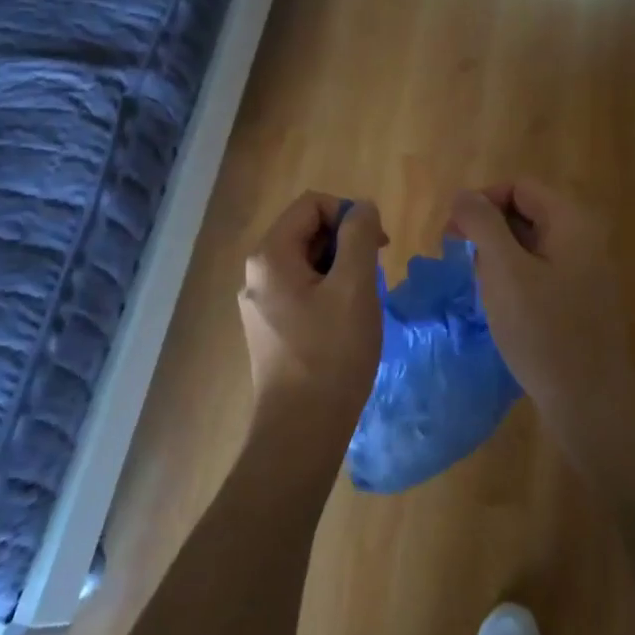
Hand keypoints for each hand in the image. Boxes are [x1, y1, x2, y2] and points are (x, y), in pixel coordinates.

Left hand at [238, 193, 387, 455]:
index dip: (348, 214)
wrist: (301, 430)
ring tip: (361, 304)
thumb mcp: (354, 287)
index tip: (377, 246)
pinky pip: (301, 292)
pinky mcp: (269, 329)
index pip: (312, 204)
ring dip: (340, 271)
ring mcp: (259, 304)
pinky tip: (345, 325)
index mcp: (270, 256)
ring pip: (307, 264)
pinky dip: (328, 294)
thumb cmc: (331, 354)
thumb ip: (360, 236)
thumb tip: (362, 208)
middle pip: (306, 232)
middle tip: (374, 277)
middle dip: (346, 244)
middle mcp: (256, 274)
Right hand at [448, 181, 634, 458]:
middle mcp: (584, 238)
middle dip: (487, 229)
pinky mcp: (579, 299)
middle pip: (526, 212)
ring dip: (498, 255)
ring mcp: (585, 270)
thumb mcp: (504, 271)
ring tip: (479, 285)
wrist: (589, 401)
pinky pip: (540, 270)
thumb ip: (482, 224)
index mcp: (571, 221)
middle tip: (459, 259)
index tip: (453, 235)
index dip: (481, 202)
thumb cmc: (543, 331)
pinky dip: (514, 277)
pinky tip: (500, 304)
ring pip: (530, 244)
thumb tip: (463, 195)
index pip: (518, 187)